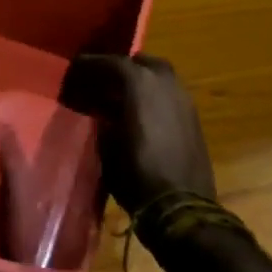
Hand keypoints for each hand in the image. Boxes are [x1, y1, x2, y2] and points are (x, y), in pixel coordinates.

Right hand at [61, 53, 214, 212]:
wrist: (182, 208)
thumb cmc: (137, 174)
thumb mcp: (106, 145)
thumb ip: (103, 119)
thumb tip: (100, 111)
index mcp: (140, 83)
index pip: (112, 62)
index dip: (91, 64)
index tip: (76, 66)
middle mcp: (165, 83)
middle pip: (141, 62)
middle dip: (122, 68)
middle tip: (103, 81)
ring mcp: (184, 99)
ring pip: (160, 77)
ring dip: (142, 81)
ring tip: (122, 96)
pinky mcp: (194, 119)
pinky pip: (170, 95)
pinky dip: (155, 97)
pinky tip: (142, 113)